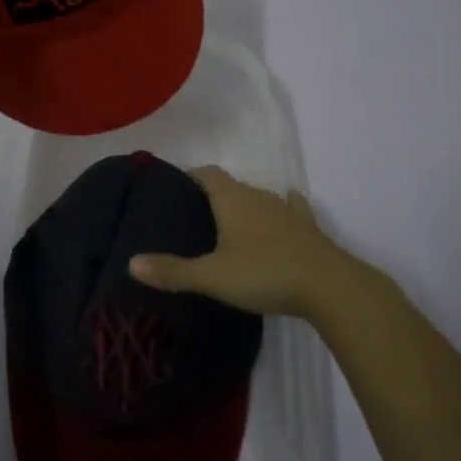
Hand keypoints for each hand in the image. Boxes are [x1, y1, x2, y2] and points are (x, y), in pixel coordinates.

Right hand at [129, 166, 359, 320]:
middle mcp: (258, 196)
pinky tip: (284, 213)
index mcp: (232, 199)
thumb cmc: (264, 273)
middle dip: (213, 195)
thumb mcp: (213, 276)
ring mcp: (287, 210)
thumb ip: (173, 271)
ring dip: (245, 206)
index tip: (175, 187)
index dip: (190, 176)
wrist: (330, 287)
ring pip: (259, 199)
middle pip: (231, 186)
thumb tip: (130, 262)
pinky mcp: (309, 229)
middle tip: (195, 215)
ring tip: (229, 224)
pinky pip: (291, 210)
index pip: (206, 174)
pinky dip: (282, 211)